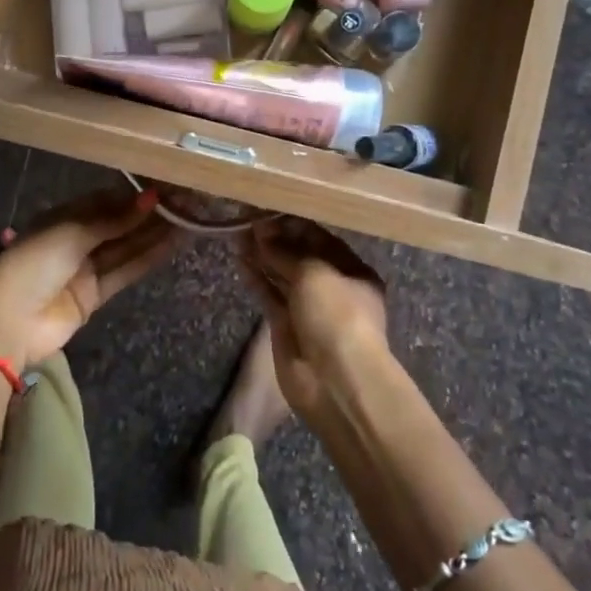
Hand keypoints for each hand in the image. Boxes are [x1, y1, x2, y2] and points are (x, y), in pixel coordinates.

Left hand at [0, 187, 179, 371]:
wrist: (6, 323)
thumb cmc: (32, 264)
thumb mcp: (71, 233)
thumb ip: (112, 219)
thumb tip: (150, 198)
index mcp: (61, 217)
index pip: (103, 201)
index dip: (132, 195)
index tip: (164, 186)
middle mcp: (75, 240)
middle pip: (117, 224)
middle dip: (147, 214)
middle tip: (184, 201)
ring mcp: (85, 269)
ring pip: (125, 247)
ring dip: (153, 234)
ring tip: (187, 218)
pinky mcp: (94, 296)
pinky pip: (125, 271)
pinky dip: (147, 258)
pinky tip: (172, 244)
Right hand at [240, 216, 389, 417]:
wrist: (335, 380)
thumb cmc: (336, 314)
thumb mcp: (315, 273)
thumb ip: (286, 252)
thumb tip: (262, 234)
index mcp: (352, 270)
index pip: (321, 239)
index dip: (294, 225)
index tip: (268, 210)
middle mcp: (332, 287)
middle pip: (300, 256)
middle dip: (276, 239)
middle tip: (248, 219)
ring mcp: (308, 308)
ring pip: (282, 275)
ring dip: (262, 256)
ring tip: (238, 233)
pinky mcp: (286, 326)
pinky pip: (269, 295)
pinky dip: (256, 279)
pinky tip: (239, 259)